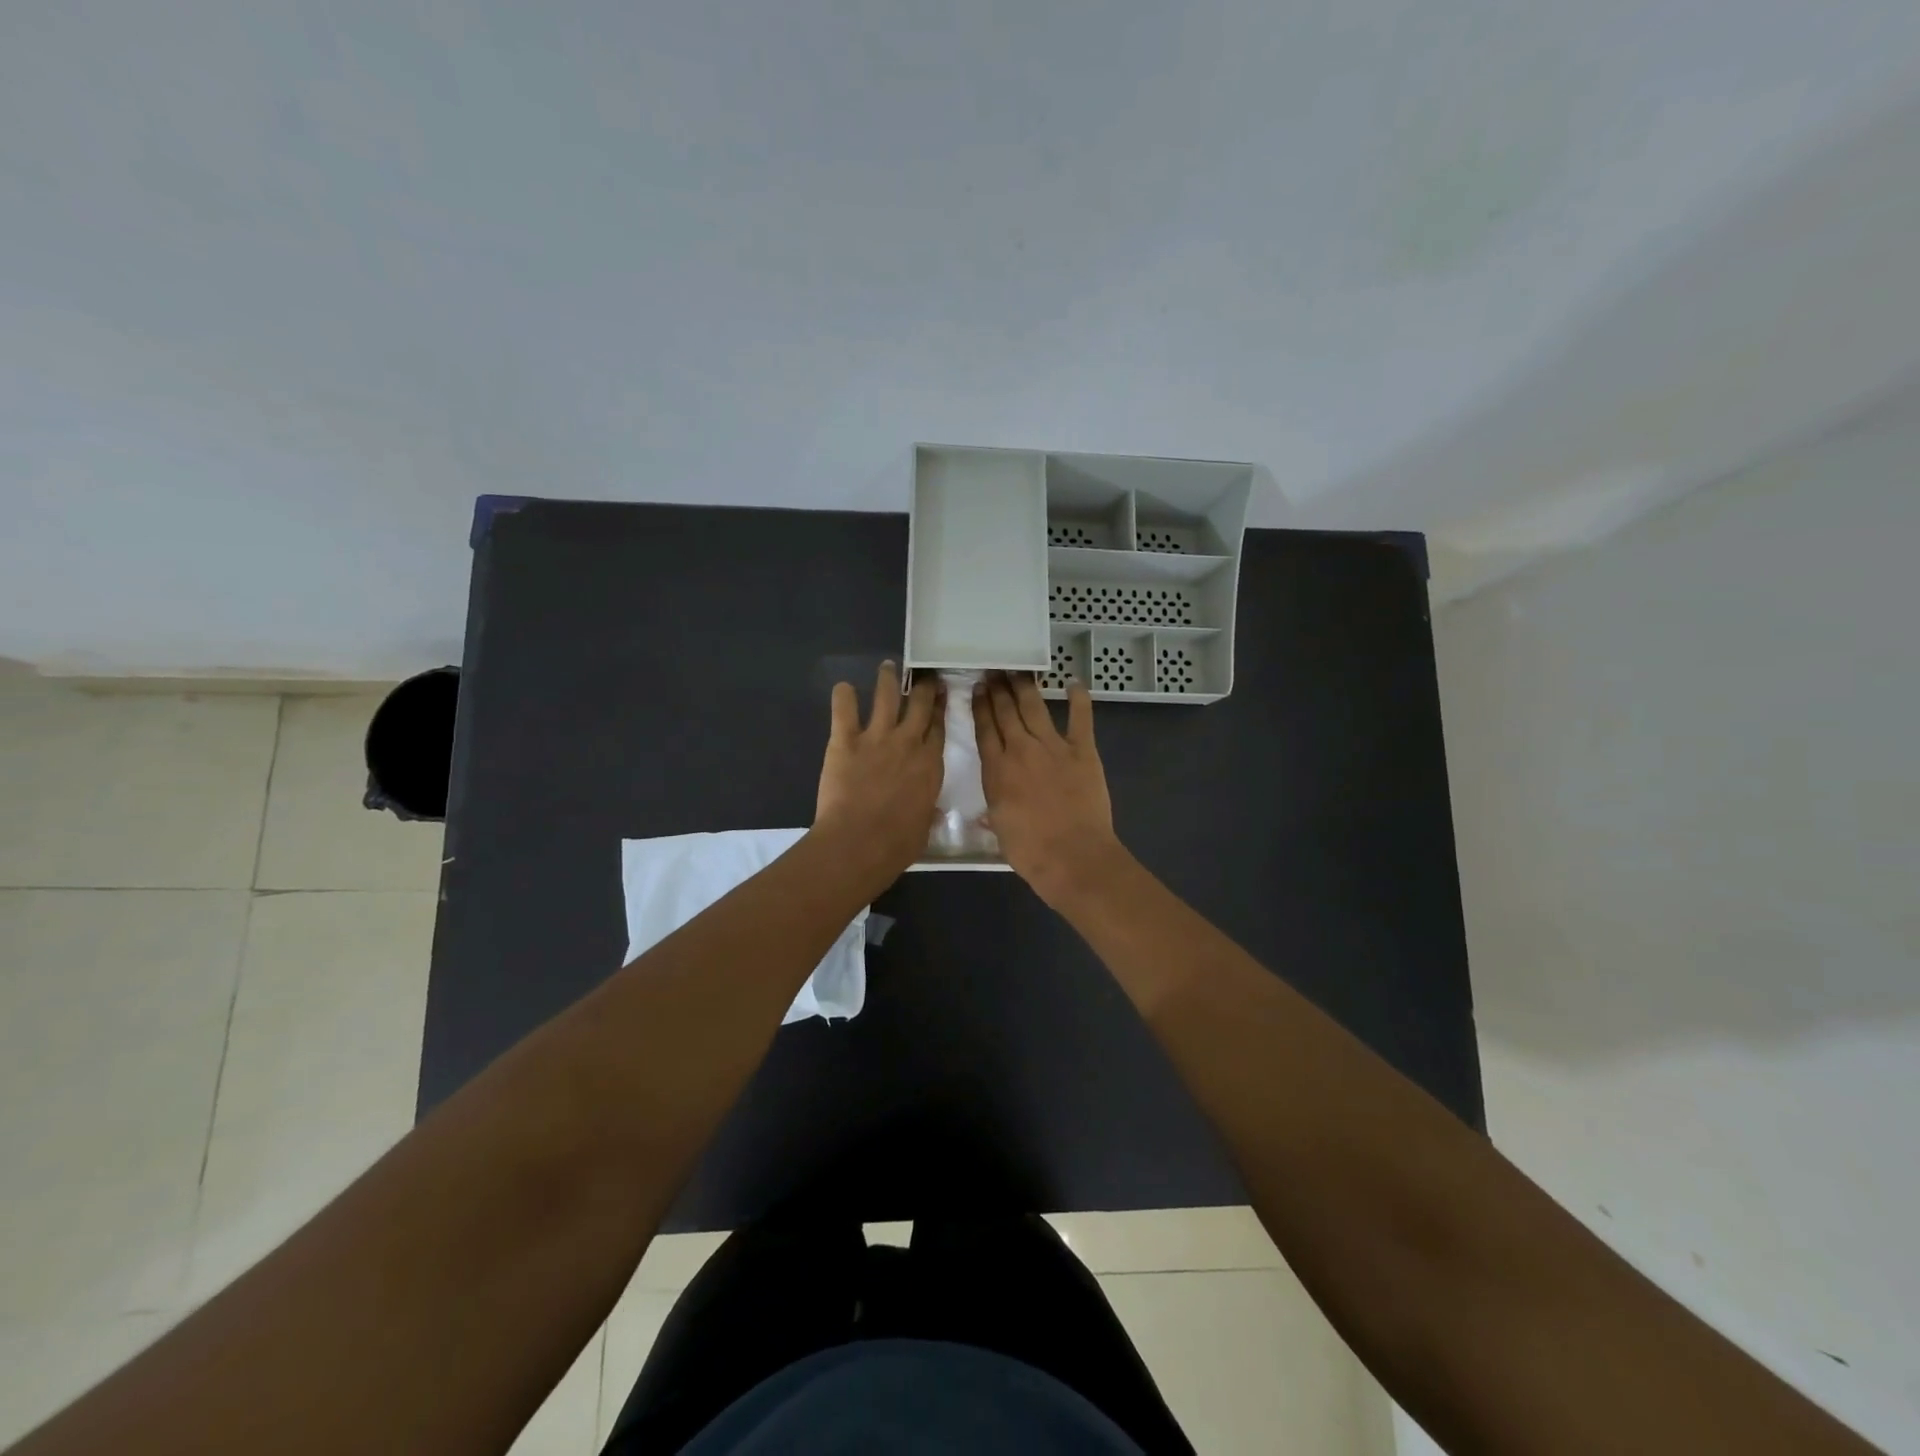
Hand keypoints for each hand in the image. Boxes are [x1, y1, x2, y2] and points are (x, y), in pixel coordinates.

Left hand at [812, 661, 944, 885]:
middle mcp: (908, 743)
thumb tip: (931, 811)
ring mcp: (877, 738)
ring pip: (886, 697)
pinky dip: (843, 696)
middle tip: (923, 673)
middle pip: (920, 705)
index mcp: (930, 765)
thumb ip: (927, 811)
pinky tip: (843, 687)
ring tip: (887, 666)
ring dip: (888, 679)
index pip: (938, 727)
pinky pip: (845, 710)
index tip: (941, 693)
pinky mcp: (846, 740)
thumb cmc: (897, 844)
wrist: (860, 842)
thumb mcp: (924, 827)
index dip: (940, 708)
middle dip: (923, 686)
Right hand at [973, 672, 1126, 907]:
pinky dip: (1078, 698)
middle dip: (998, 689)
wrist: (1073, 856)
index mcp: (997, 770)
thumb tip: (985, 812)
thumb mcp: (1000, 830)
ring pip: (1034, 707)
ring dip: (1024, 686)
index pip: (985, 729)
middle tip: (994, 671)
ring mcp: (1053, 747)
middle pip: (1005, 712)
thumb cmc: (1030, 851)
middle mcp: (1021, 750)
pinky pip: (1080, 718)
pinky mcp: (1083, 751)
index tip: (977, 689)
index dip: (980, 707)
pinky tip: (1074, 683)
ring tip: (1017, 671)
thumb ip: (993, 811)